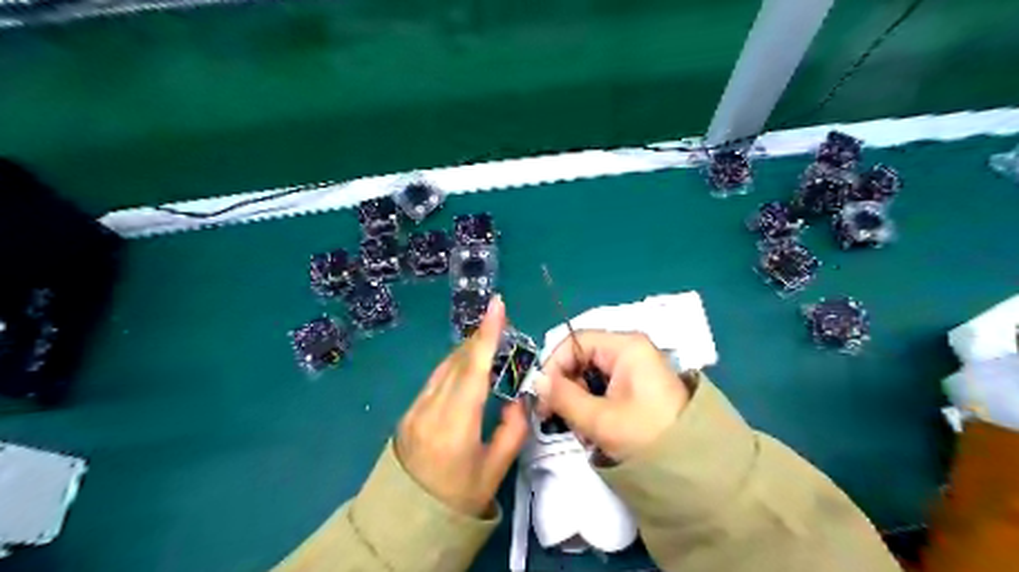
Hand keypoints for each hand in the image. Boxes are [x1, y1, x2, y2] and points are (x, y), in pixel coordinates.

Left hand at [394, 295, 529, 517]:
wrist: (407, 520)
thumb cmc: (457, 498)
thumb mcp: (494, 469)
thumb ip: (512, 429)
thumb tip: (516, 399)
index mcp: (455, 424)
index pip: (473, 368)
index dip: (488, 334)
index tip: (497, 305)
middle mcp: (431, 408)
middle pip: (458, 361)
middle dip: (481, 338)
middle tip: (502, 325)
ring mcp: (415, 408)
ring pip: (445, 366)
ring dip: (468, 351)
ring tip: (489, 344)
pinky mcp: (410, 411)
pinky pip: (436, 379)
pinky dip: (455, 366)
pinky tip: (468, 369)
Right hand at [534, 333, 692, 462]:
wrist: (695, 467)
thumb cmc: (647, 435)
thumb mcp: (599, 418)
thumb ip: (563, 396)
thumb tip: (536, 381)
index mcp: (625, 346)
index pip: (575, 342)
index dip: (554, 365)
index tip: (541, 394)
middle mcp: (629, 350)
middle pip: (582, 358)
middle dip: (566, 387)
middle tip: (555, 417)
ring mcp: (634, 369)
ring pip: (590, 376)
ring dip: (578, 401)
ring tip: (581, 430)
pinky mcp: (636, 387)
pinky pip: (603, 389)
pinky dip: (592, 407)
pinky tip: (594, 430)